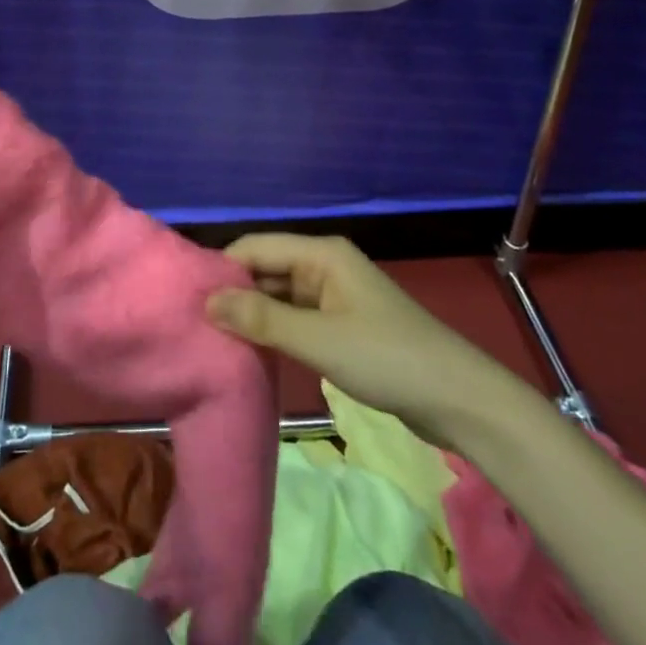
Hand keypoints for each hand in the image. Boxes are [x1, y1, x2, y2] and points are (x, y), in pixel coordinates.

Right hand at [207, 234, 506, 439]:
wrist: (457, 398)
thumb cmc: (386, 358)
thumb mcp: (318, 340)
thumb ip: (262, 320)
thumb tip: (207, 302)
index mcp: (321, 253)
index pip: (256, 247)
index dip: (222, 269)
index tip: (187, 297)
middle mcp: (324, 265)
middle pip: (267, 268)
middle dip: (234, 292)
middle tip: (194, 322)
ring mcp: (334, 295)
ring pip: (280, 295)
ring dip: (253, 314)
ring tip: (212, 337)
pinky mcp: (342, 324)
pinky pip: (296, 317)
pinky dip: (274, 329)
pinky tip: (252, 350)